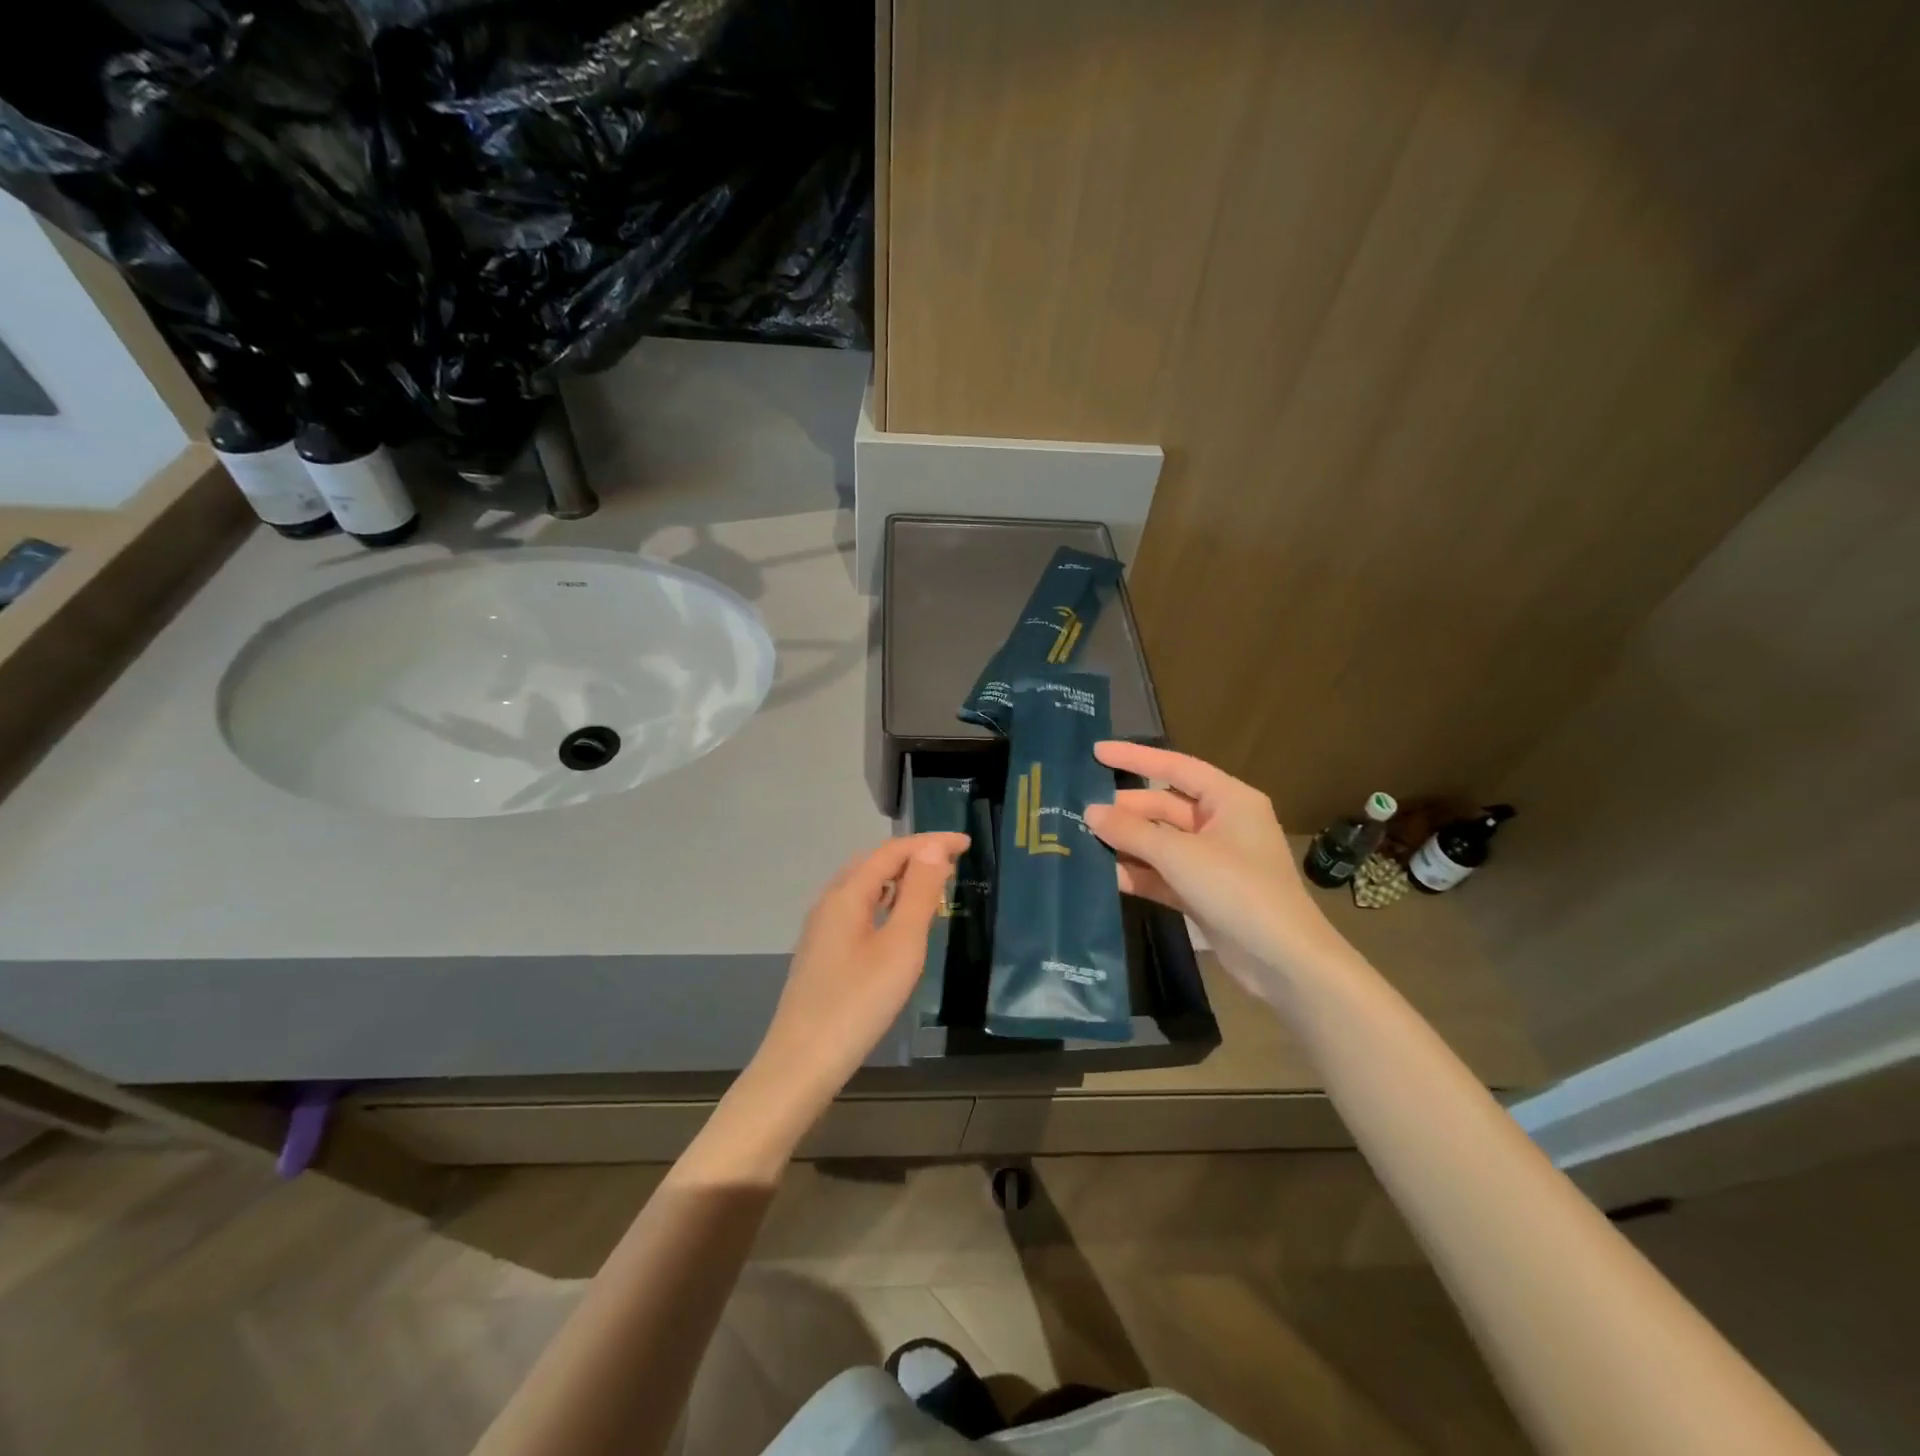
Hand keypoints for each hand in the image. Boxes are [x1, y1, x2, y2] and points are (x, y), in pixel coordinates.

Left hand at [748, 832, 969, 1113]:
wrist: (802, 1062)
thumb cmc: (858, 1002)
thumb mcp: (901, 946)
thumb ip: (918, 894)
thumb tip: (932, 848)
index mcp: (848, 894)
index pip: (892, 850)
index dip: (930, 842)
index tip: (966, 844)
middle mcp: (830, 902)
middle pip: (875, 863)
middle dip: (915, 855)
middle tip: (953, 863)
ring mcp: (822, 928)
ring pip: (865, 886)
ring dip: (900, 878)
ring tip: (933, 887)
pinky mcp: (823, 952)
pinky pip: (859, 908)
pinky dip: (886, 901)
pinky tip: (899, 922)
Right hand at [1084, 741, 1341, 1000]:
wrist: (1283, 961)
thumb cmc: (1238, 889)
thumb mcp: (1181, 855)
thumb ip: (1132, 832)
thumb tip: (1090, 812)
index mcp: (1229, 800)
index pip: (1176, 767)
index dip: (1135, 757)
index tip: (1096, 752)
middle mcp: (1222, 824)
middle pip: (1164, 807)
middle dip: (1125, 810)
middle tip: (1079, 811)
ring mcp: (1212, 861)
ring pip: (1160, 842)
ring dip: (1126, 843)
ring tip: (1080, 841)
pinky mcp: (1203, 894)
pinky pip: (1163, 874)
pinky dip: (1137, 874)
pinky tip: (1102, 876)